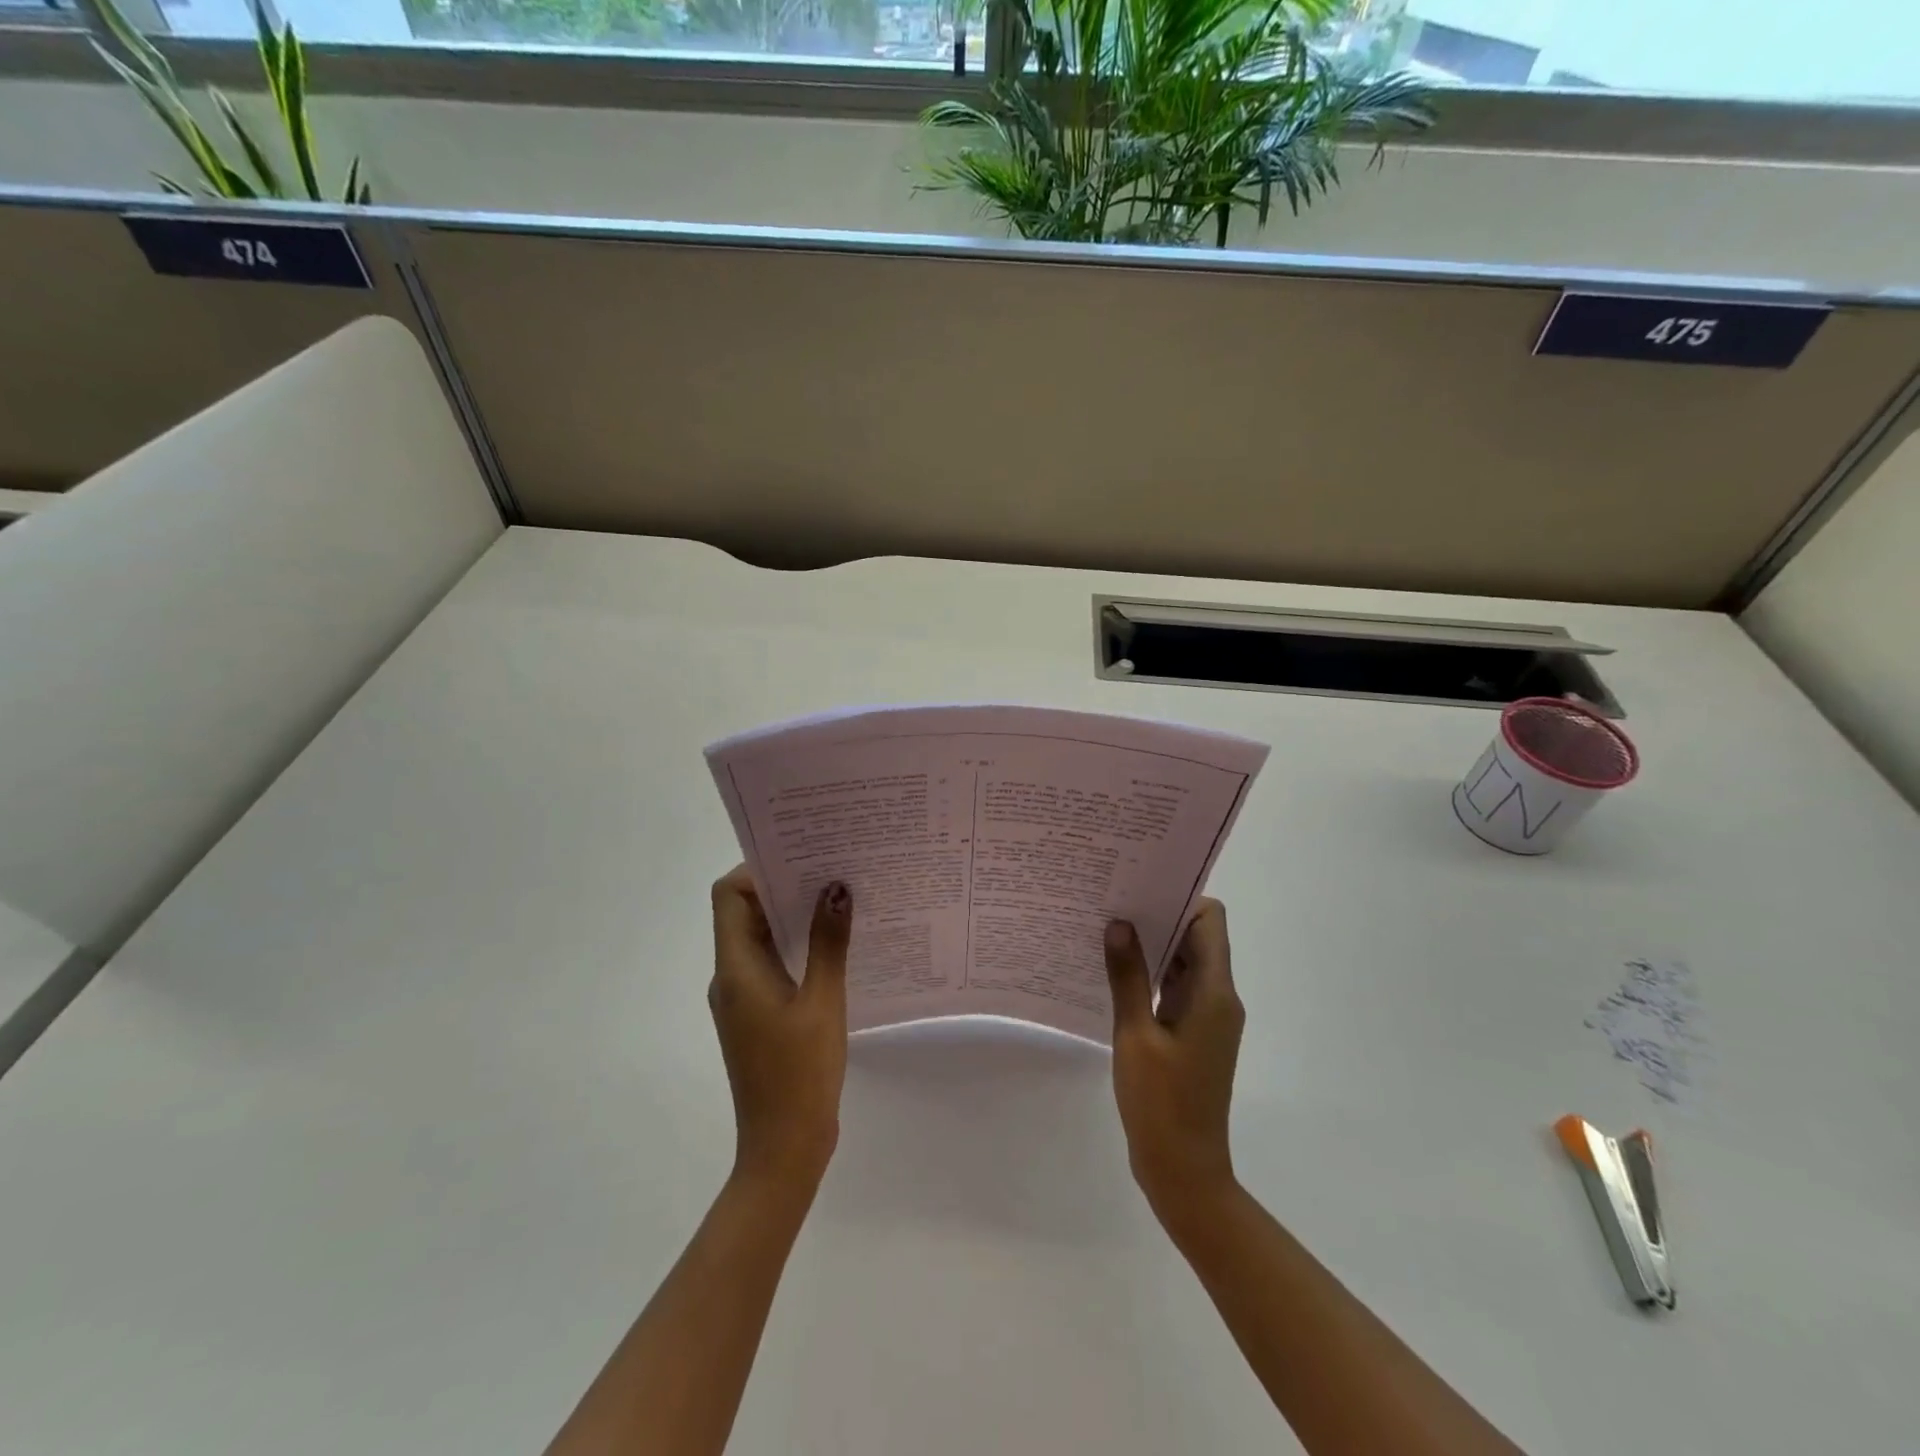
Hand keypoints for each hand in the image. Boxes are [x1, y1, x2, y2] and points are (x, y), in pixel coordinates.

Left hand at [709, 866, 851, 1192]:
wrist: (783, 1148)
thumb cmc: (800, 1073)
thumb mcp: (823, 1002)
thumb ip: (829, 943)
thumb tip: (836, 888)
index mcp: (736, 969)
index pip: (730, 897)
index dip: (758, 870)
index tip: (802, 856)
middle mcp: (732, 976)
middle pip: (745, 913)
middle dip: (784, 886)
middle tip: (831, 867)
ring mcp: (744, 997)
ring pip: (761, 938)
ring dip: (794, 916)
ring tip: (839, 896)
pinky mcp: (759, 1014)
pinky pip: (773, 963)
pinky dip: (798, 946)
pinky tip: (836, 944)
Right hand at [1105, 900, 1243, 1228]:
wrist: (1183, 1170)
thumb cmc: (1161, 1102)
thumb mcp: (1136, 1035)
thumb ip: (1128, 976)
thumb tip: (1120, 923)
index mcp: (1213, 992)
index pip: (1209, 921)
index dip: (1179, 898)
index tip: (1139, 888)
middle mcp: (1217, 997)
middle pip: (1195, 937)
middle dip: (1158, 916)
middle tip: (1111, 900)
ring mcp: (1205, 1016)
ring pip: (1183, 962)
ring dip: (1152, 945)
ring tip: (1106, 928)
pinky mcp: (1191, 1032)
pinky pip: (1174, 987)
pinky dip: (1150, 974)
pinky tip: (1113, 971)